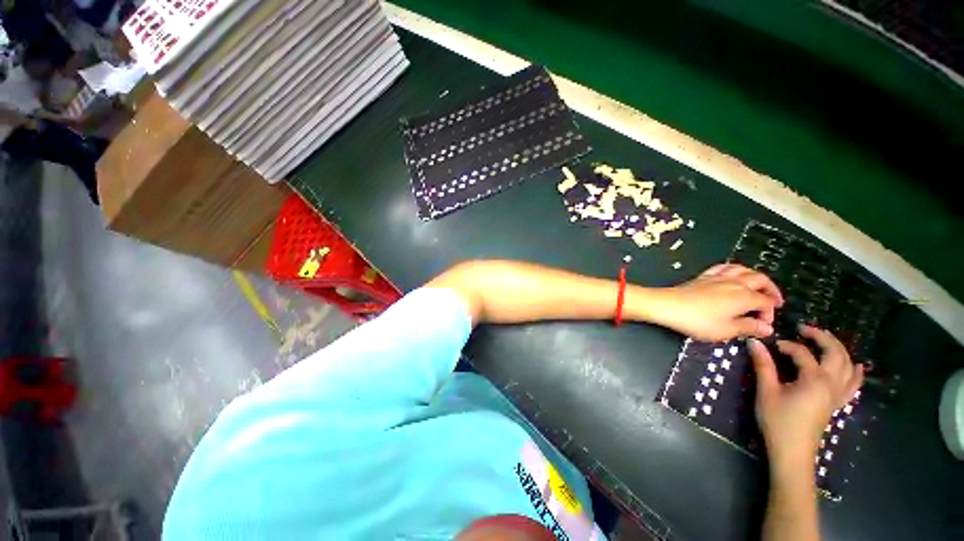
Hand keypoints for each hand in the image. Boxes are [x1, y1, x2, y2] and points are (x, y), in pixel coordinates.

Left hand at [648, 264, 783, 340]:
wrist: (668, 306)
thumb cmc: (698, 321)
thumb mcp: (725, 330)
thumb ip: (748, 328)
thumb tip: (767, 328)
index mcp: (744, 296)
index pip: (766, 302)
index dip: (769, 314)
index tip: (763, 326)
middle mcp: (735, 282)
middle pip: (760, 280)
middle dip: (771, 290)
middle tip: (774, 302)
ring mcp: (718, 277)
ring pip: (744, 269)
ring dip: (755, 277)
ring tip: (758, 286)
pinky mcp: (704, 276)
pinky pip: (724, 267)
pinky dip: (734, 269)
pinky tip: (733, 275)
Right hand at [749, 325, 863, 472]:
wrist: (793, 450)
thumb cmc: (777, 420)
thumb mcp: (766, 391)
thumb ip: (763, 365)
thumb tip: (755, 342)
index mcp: (814, 379)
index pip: (802, 353)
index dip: (786, 346)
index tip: (770, 345)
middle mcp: (832, 383)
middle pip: (834, 353)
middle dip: (821, 337)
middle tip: (803, 328)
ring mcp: (838, 393)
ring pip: (847, 365)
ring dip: (838, 349)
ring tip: (825, 339)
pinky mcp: (837, 402)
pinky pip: (853, 384)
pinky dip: (856, 372)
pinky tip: (857, 366)